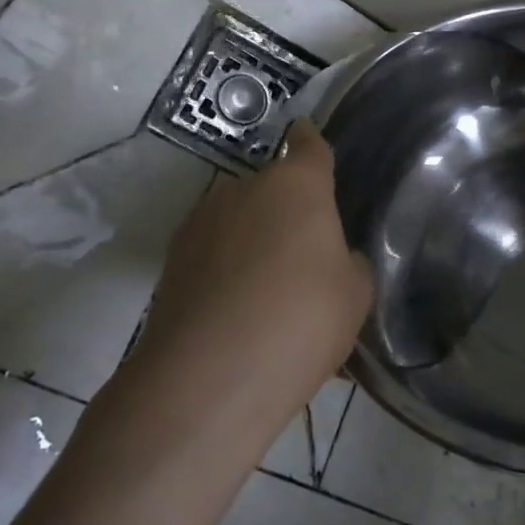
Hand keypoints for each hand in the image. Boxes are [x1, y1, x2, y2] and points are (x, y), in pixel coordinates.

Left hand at [124, 120, 371, 442]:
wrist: (206, 380)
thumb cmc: (300, 320)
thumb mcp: (354, 295)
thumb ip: (349, 263)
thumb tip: (333, 259)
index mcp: (297, 184)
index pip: (308, 144)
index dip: (312, 144)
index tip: (312, 146)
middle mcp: (244, 188)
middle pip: (272, 189)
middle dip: (287, 213)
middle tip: (305, 259)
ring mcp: (201, 222)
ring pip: (239, 223)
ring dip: (253, 244)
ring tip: (268, 297)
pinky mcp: (170, 262)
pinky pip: (212, 256)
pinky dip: (225, 274)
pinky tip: (237, 318)